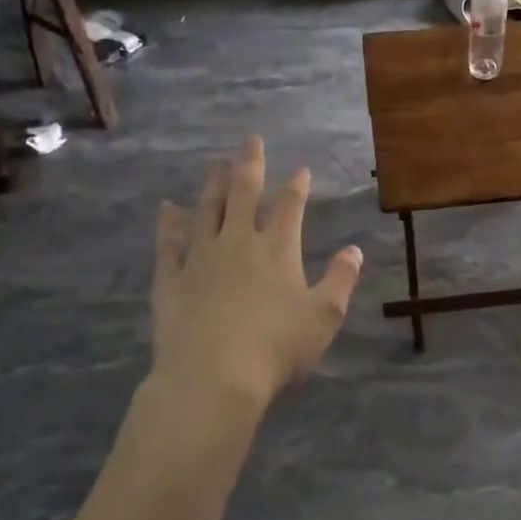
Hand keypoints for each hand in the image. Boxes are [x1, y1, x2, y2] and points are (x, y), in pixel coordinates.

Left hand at [150, 136, 362, 413]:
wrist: (212, 379)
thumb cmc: (276, 349)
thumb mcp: (324, 317)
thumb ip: (340, 279)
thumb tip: (354, 250)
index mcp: (277, 250)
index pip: (289, 206)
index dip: (297, 185)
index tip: (301, 168)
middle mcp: (238, 243)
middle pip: (243, 193)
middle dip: (250, 164)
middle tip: (251, 140)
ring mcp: (200, 258)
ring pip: (207, 210)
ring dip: (213, 184)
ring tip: (216, 164)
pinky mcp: (171, 279)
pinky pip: (168, 243)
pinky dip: (168, 223)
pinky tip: (166, 209)